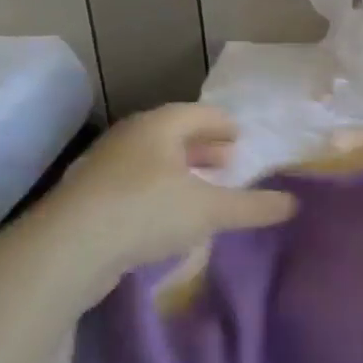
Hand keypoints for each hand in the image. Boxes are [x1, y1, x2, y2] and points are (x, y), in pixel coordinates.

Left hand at [35, 104, 295, 304]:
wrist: (68, 249)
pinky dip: (156, 191)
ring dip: (178, 170)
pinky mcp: (87, 199)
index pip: (198, 113)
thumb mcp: (211, 210)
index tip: (239, 136)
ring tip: (200, 188)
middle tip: (226, 161)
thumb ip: (254, 206)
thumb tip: (293, 204)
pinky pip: (132, 185)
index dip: (222, 124)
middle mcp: (129, 138)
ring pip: (150, 160)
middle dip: (201, 147)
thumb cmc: (147, 211)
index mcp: (159, 127)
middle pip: (172, 134)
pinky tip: (167, 215)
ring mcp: (103, 167)